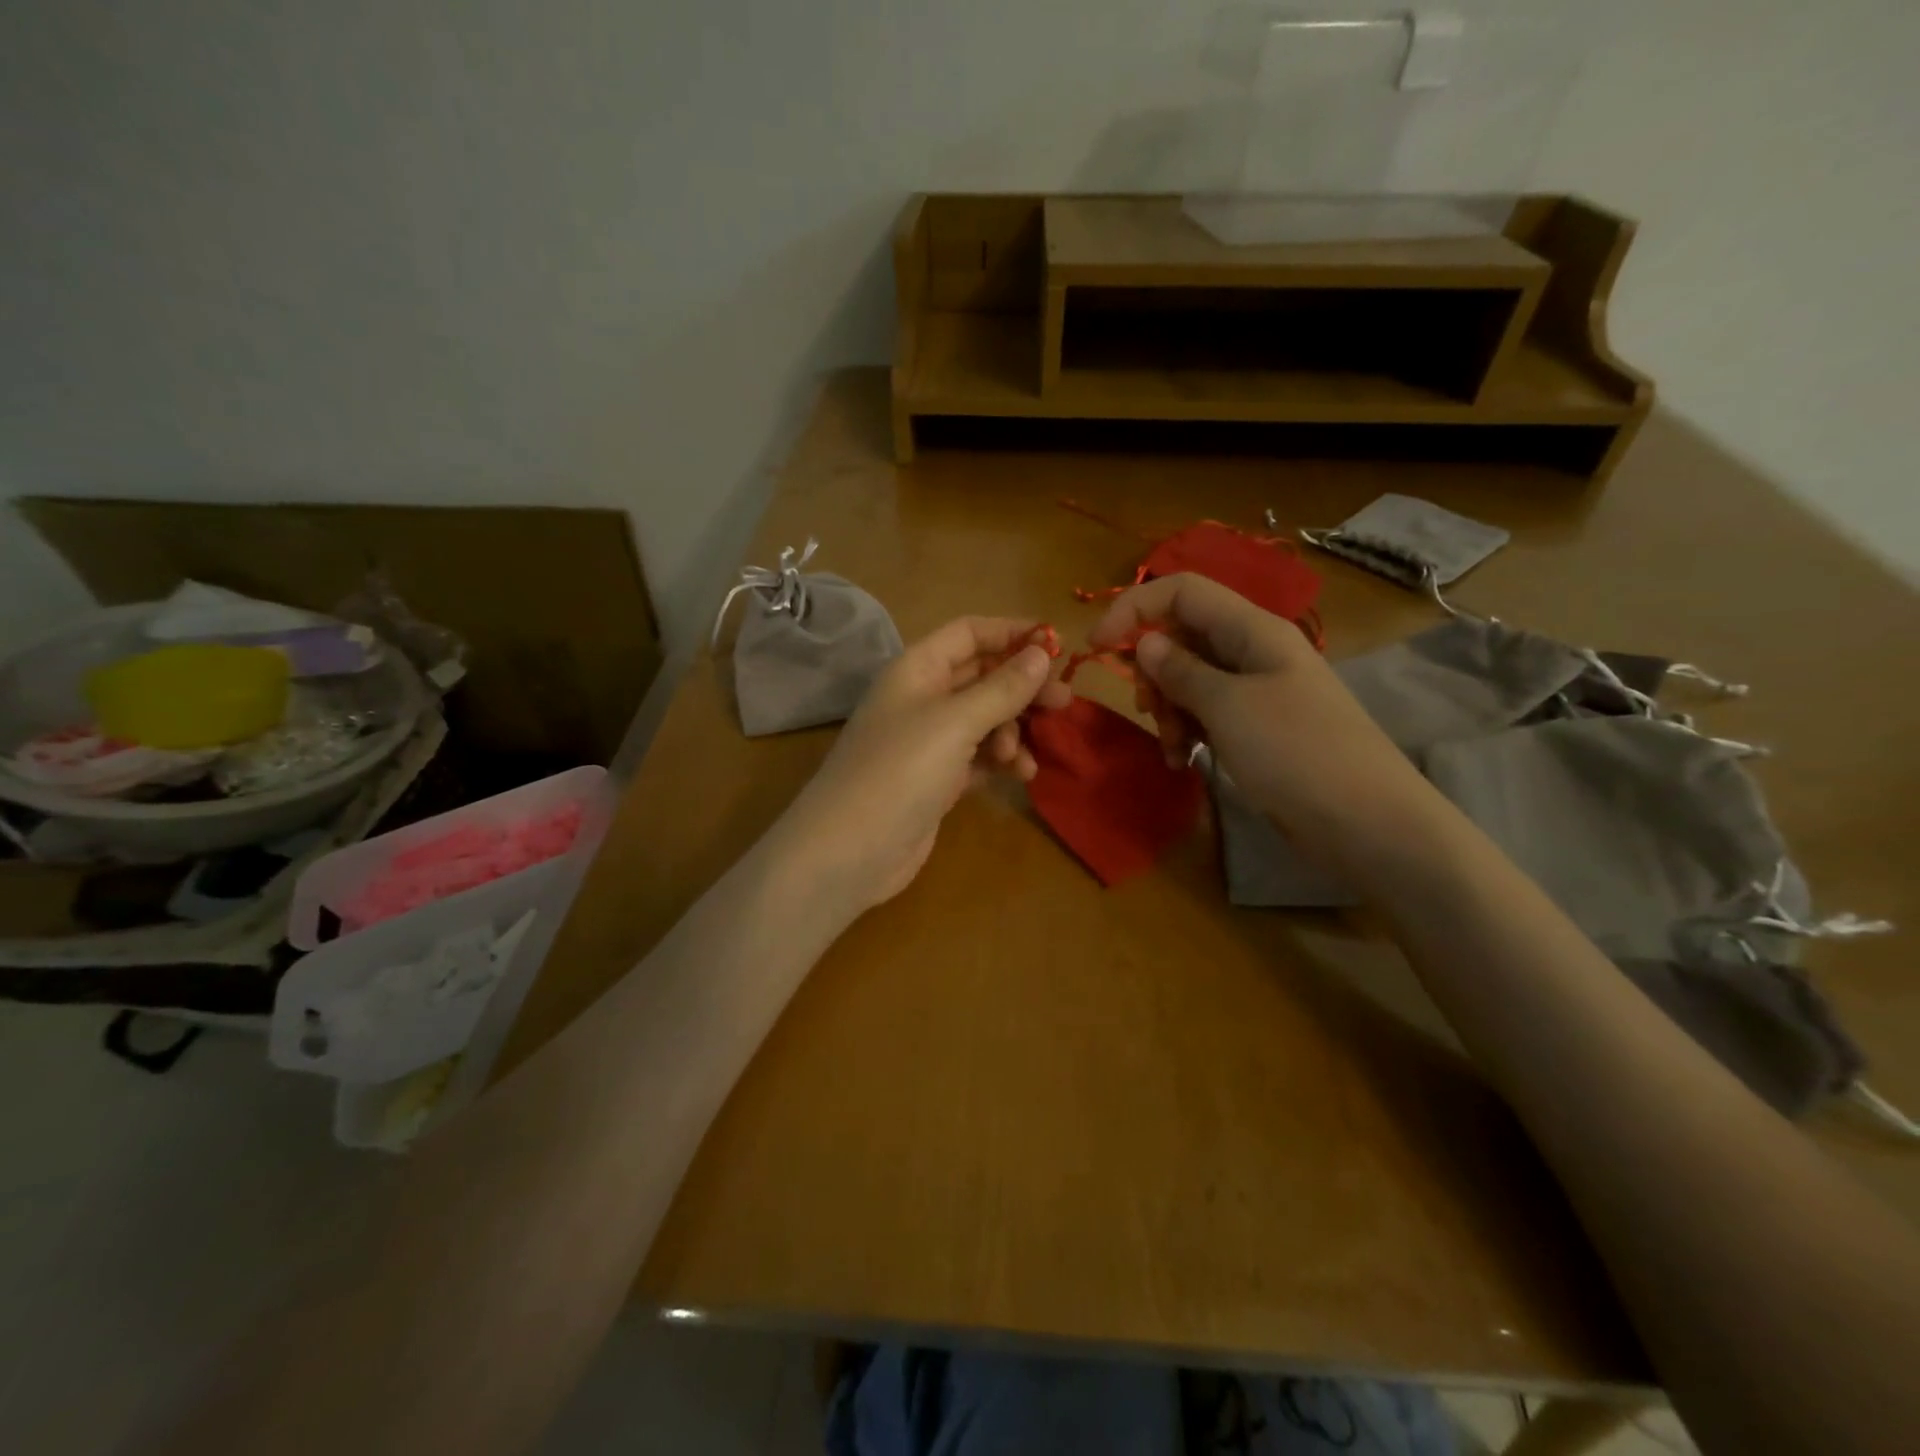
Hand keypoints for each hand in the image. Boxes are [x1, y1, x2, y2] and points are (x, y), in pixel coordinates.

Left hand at [774, 617, 1070, 918]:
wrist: (849, 851)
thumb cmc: (900, 772)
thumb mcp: (955, 722)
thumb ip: (1002, 688)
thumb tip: (1041, 652)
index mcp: (918, 669)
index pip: (969, 633)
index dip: (1011, 633)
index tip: (1056, 646)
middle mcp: (923, 698)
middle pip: (982, 677)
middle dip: (1022, 687)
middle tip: (1064, 702)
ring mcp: (929, 741)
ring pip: (985, 720)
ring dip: (1013, 730)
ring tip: (1026, 754)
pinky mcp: (938, 779)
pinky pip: (980, 757)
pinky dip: (1002, 761)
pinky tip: (1022, 774)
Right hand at [1090, 573, 1434, 849]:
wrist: (1368, 823)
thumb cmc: (1296, 753)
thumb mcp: (1228, 707)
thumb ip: (1180, 670)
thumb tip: (1145, 642)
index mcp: (1252, 629)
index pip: (1181, 592)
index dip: (1134, 608)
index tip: (1096, 646)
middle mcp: (1253, 651)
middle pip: (1183, 636)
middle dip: (1154, 671)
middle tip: (1150, 711)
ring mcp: (1257, 691)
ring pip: (1190, 679)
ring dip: (1169, 708)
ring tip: (1173, 747)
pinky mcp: (1258, 728)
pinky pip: (1208, 713)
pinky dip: (1188, 731)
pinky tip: (1182, 760)